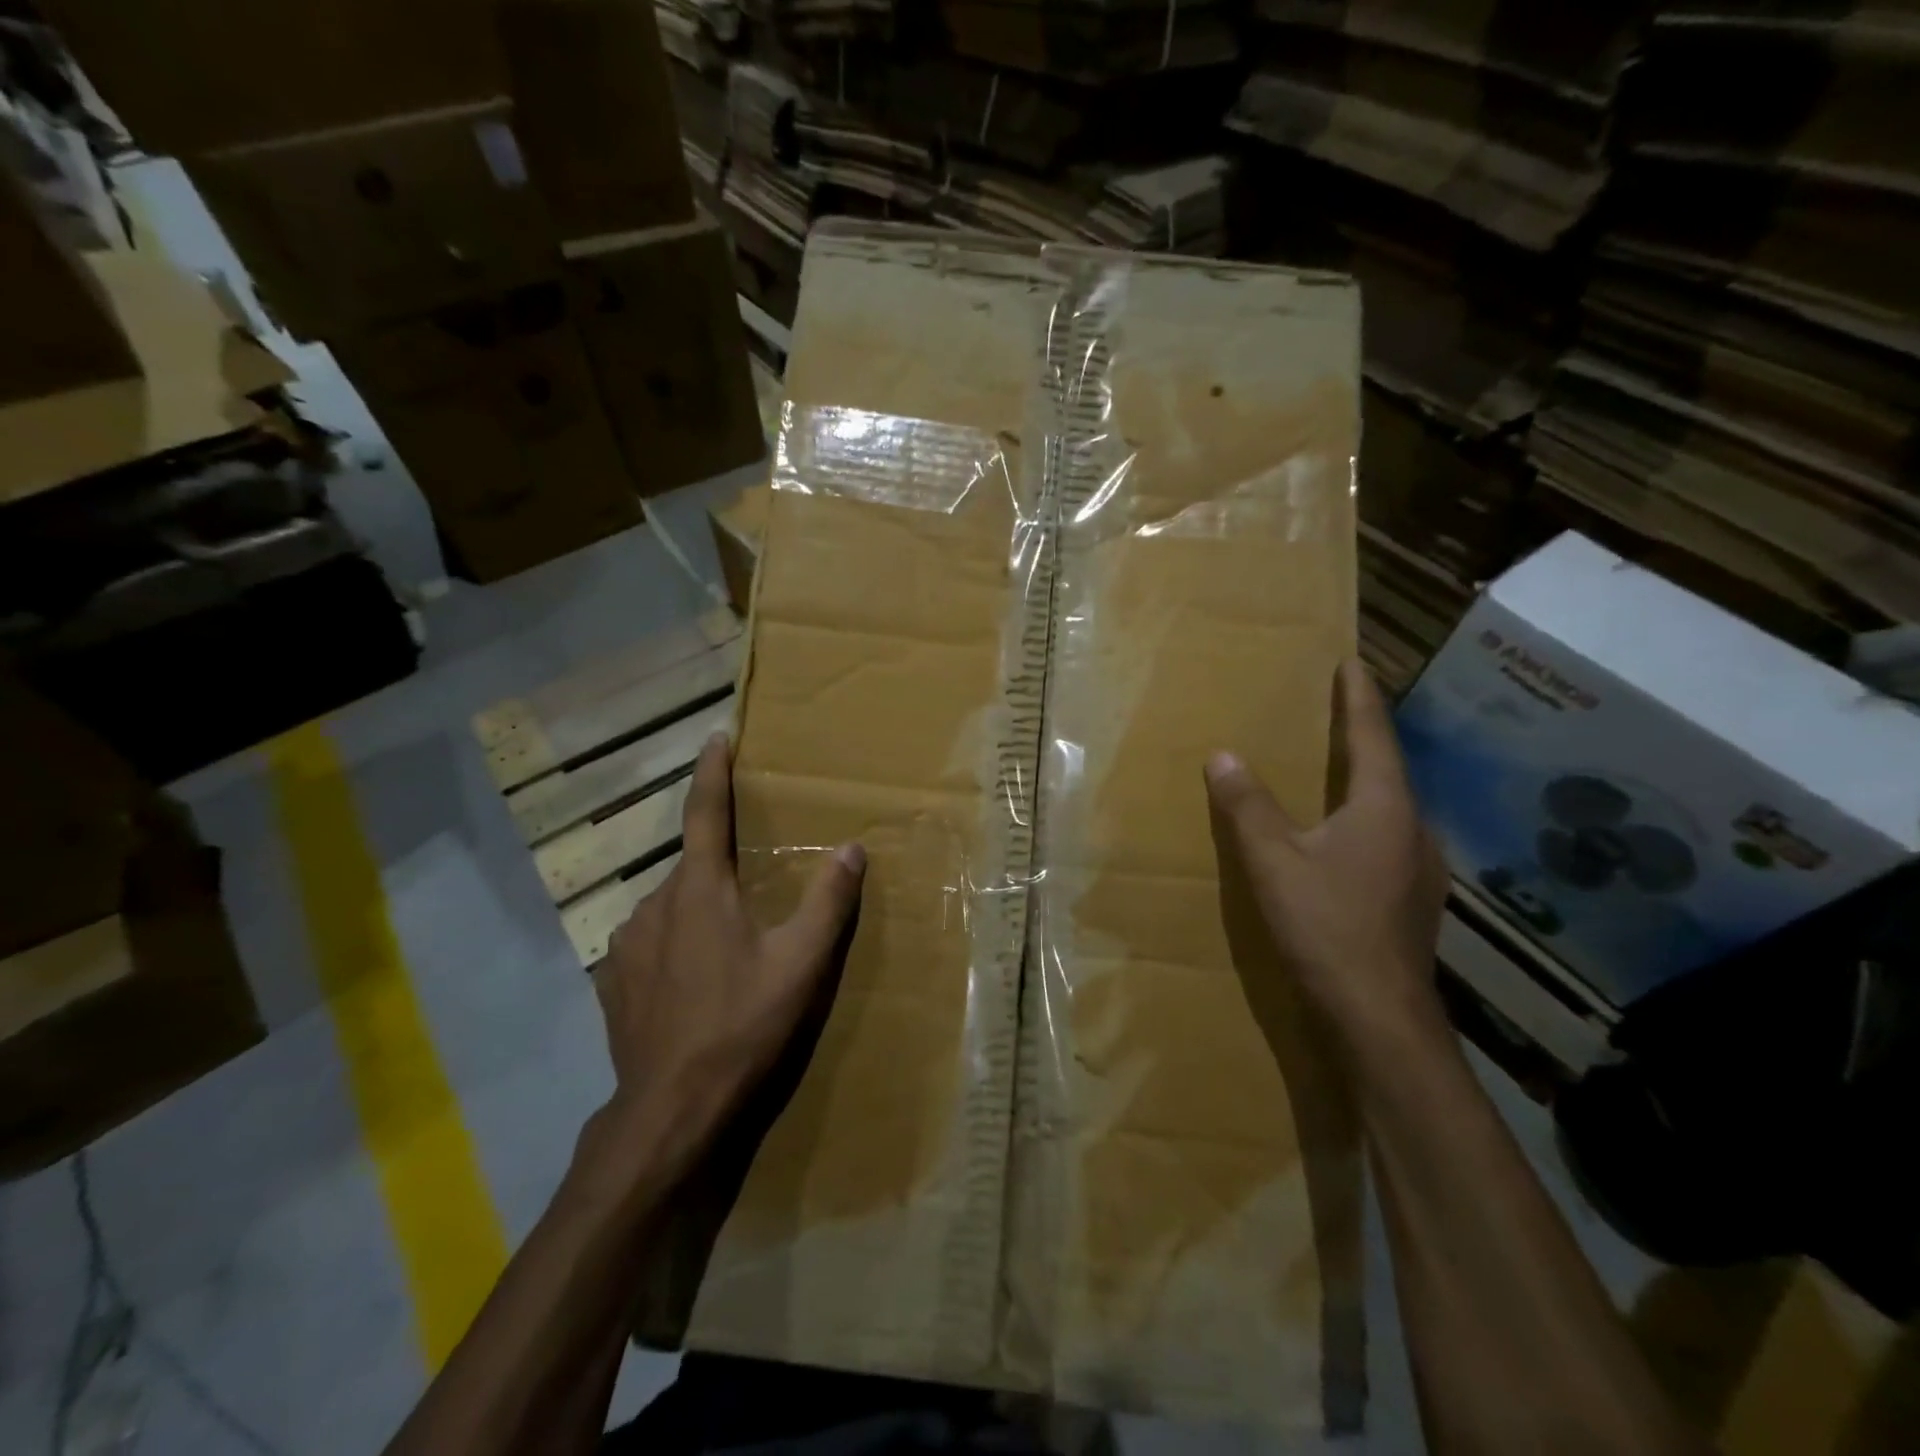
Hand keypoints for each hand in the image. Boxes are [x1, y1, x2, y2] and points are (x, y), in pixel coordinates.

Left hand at [592, 734, 865, 1150]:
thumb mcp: (801, 963)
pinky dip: (676, 940)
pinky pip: (651, 938)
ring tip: (727, 942)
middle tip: (751, 886)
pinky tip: (694, 977)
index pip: (704, 811)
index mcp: (699, 888)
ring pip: (671, 904)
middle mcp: (654, 902)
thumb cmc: (742, 1024)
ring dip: (698, 907)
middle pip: (692, 864)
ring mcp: (626, 942)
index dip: (712, 772)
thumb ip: (828, 901)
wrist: (671, 1108)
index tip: (716, 738)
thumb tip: (852, 848)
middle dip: (720, 864)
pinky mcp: (613, 978)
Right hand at [1205, 658, 1449, 1048]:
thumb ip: (1248, 806)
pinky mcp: (1411, 899)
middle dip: (1359, 736)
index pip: (1372, 735)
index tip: (1351, 661)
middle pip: (1386, 768)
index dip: (1358, 697)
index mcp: (1384, 808)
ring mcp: (1419, 868)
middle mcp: (1413, 829)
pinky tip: (1338, 838)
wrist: (1378, 1017)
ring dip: (1360, 780)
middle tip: (1332, 711)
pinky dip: (1360, 819)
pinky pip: (1385, 838)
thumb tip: (1224, 756)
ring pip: (1387, 807)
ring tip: (1330, 769)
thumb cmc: (1326, 927)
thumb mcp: (1273, 862)